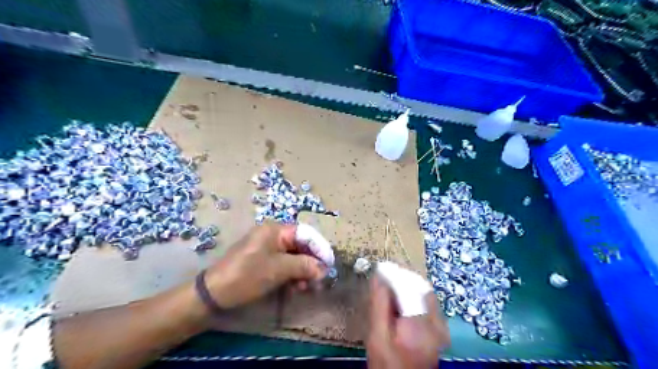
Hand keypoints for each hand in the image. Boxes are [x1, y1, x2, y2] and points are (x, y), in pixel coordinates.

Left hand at [200, 223, 322, 309]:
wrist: (214, 294)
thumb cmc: (247, 275)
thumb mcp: (279, 269)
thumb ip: (304, 266)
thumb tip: (323, 268)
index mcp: (276, 230)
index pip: (306, 234)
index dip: (320, 248)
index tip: (330, 264)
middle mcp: (273, 236)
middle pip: (301, 246)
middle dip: (311, 263)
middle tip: (319, 280)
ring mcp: (268, 249)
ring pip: (294, 257)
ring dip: (303, 272)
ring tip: (306, 288)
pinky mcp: (264, 262)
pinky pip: (284, 265)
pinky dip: (292, 276)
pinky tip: (295, 289)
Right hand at [368, 275, 449, 366]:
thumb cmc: (387, 362)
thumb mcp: (377, 334)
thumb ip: (380, 303)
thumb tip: (378, 276)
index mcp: (422, 324)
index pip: (412, 288)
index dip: (397, 274)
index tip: (382, 267)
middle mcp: (438, 323)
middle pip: (421, 289)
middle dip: (403, 278)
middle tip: (385, 274)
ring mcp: (442, 326)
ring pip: (424, 294)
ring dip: (408, 286)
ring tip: (390, 283)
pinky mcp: (440, 329)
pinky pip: (427, 303)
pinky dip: (413, 297)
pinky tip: (400, 299)